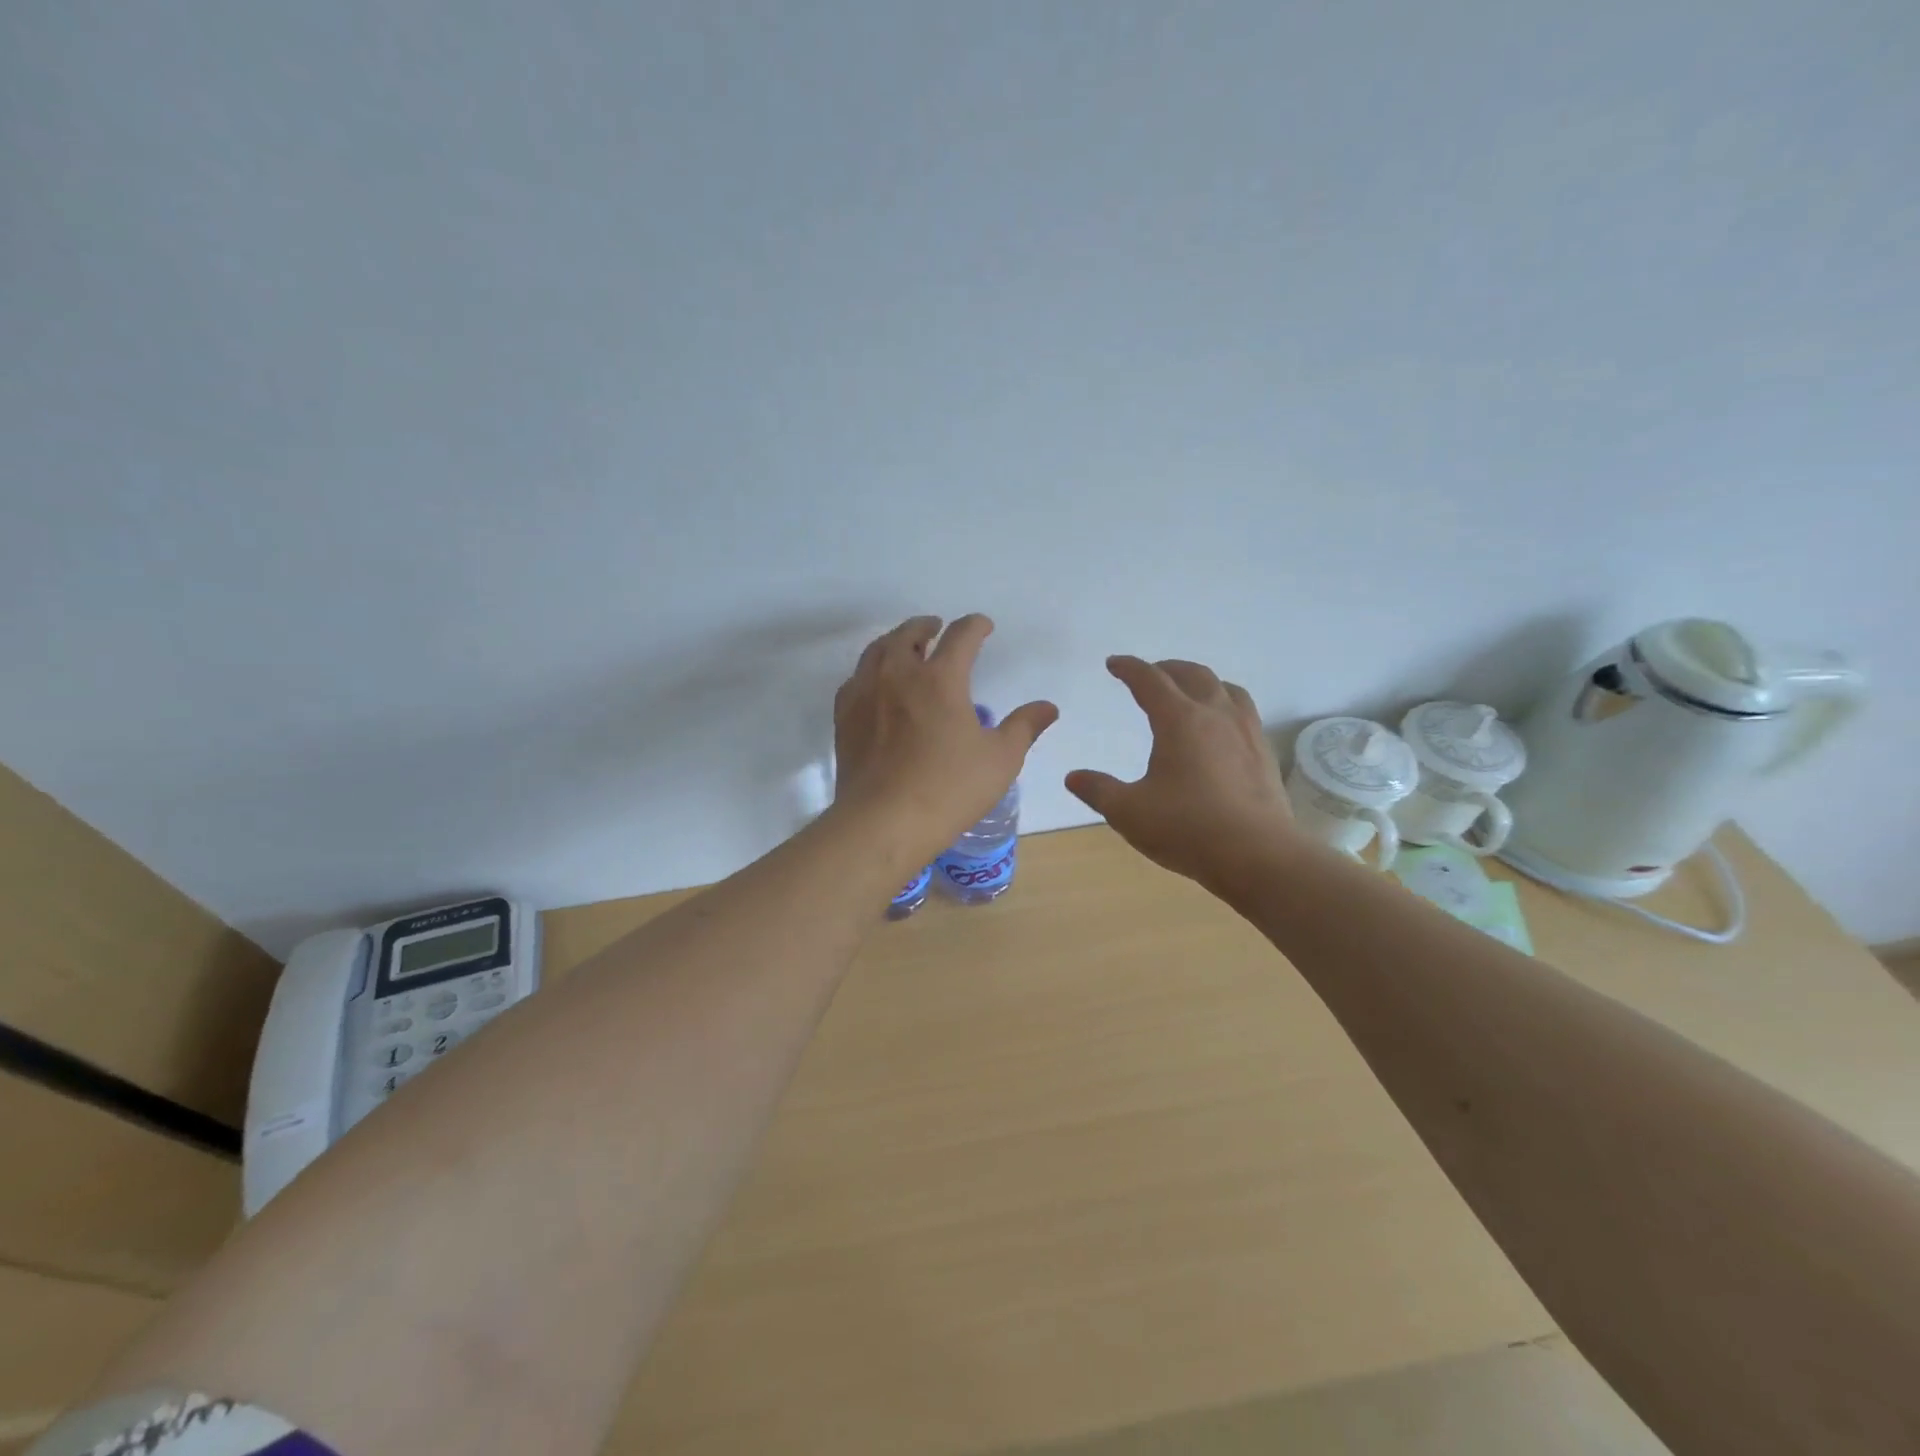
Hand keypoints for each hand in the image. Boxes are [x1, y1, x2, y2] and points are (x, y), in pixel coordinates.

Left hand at [832, 615, 1057, 866]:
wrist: (883, 822)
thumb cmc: (949, 789)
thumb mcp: (1000, 760)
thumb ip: (1024, 727)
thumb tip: (1047, 708)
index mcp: (940, 678)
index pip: (961, 636)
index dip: (975, 626)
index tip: (983, 626)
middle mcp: (898, 674)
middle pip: (909, 634)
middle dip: (927, 626)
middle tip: (936, 629)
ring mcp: (865, 693)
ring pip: (877, 651)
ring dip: (895, 641)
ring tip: (905, 648)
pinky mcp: (844, 717)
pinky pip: (856, 678)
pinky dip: (870, 670)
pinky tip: (875, 684)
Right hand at [1065, 656, 1294, 890]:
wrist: (1258, 856)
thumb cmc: (1187, 828)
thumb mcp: (1129, 812)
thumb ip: (1098, 790)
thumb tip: (1073, 777)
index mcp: (1179, 720)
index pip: (1150, 679)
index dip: (1129, 668)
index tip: (1114, 664)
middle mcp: (1215, 715)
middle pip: (1192, 674)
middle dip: (1166, 668)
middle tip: (1149, 674)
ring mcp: (1246, 732)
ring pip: (1225, 688)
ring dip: (1201, 681)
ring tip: (1188, 691)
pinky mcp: (1264, 753)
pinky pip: (1243, 711)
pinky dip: (1224, 704)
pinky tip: (1220, 728)